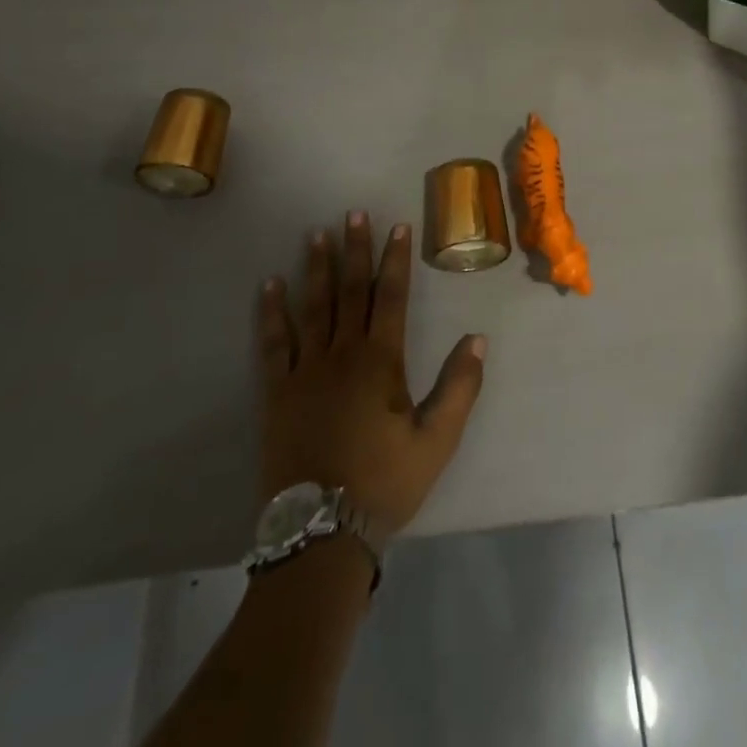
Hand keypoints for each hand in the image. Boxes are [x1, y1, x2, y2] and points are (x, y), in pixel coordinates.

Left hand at [257, 210, 485, 535]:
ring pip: (312, 307)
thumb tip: (476, 339)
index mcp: (380, 361)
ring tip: (315, 234)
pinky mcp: (277, 392)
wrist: (321, 532)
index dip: (395, 260)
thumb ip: (460, 387)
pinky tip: (269, 286)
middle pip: (350, 291)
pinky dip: (271, 313)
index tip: (398, 226)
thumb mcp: (437, 440)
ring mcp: (305, 370)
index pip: (390, 297)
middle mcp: (342, 354)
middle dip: (354, 250)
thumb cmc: (384, 482)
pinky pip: (273, 343)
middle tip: (352, 214)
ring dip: (315, 268)